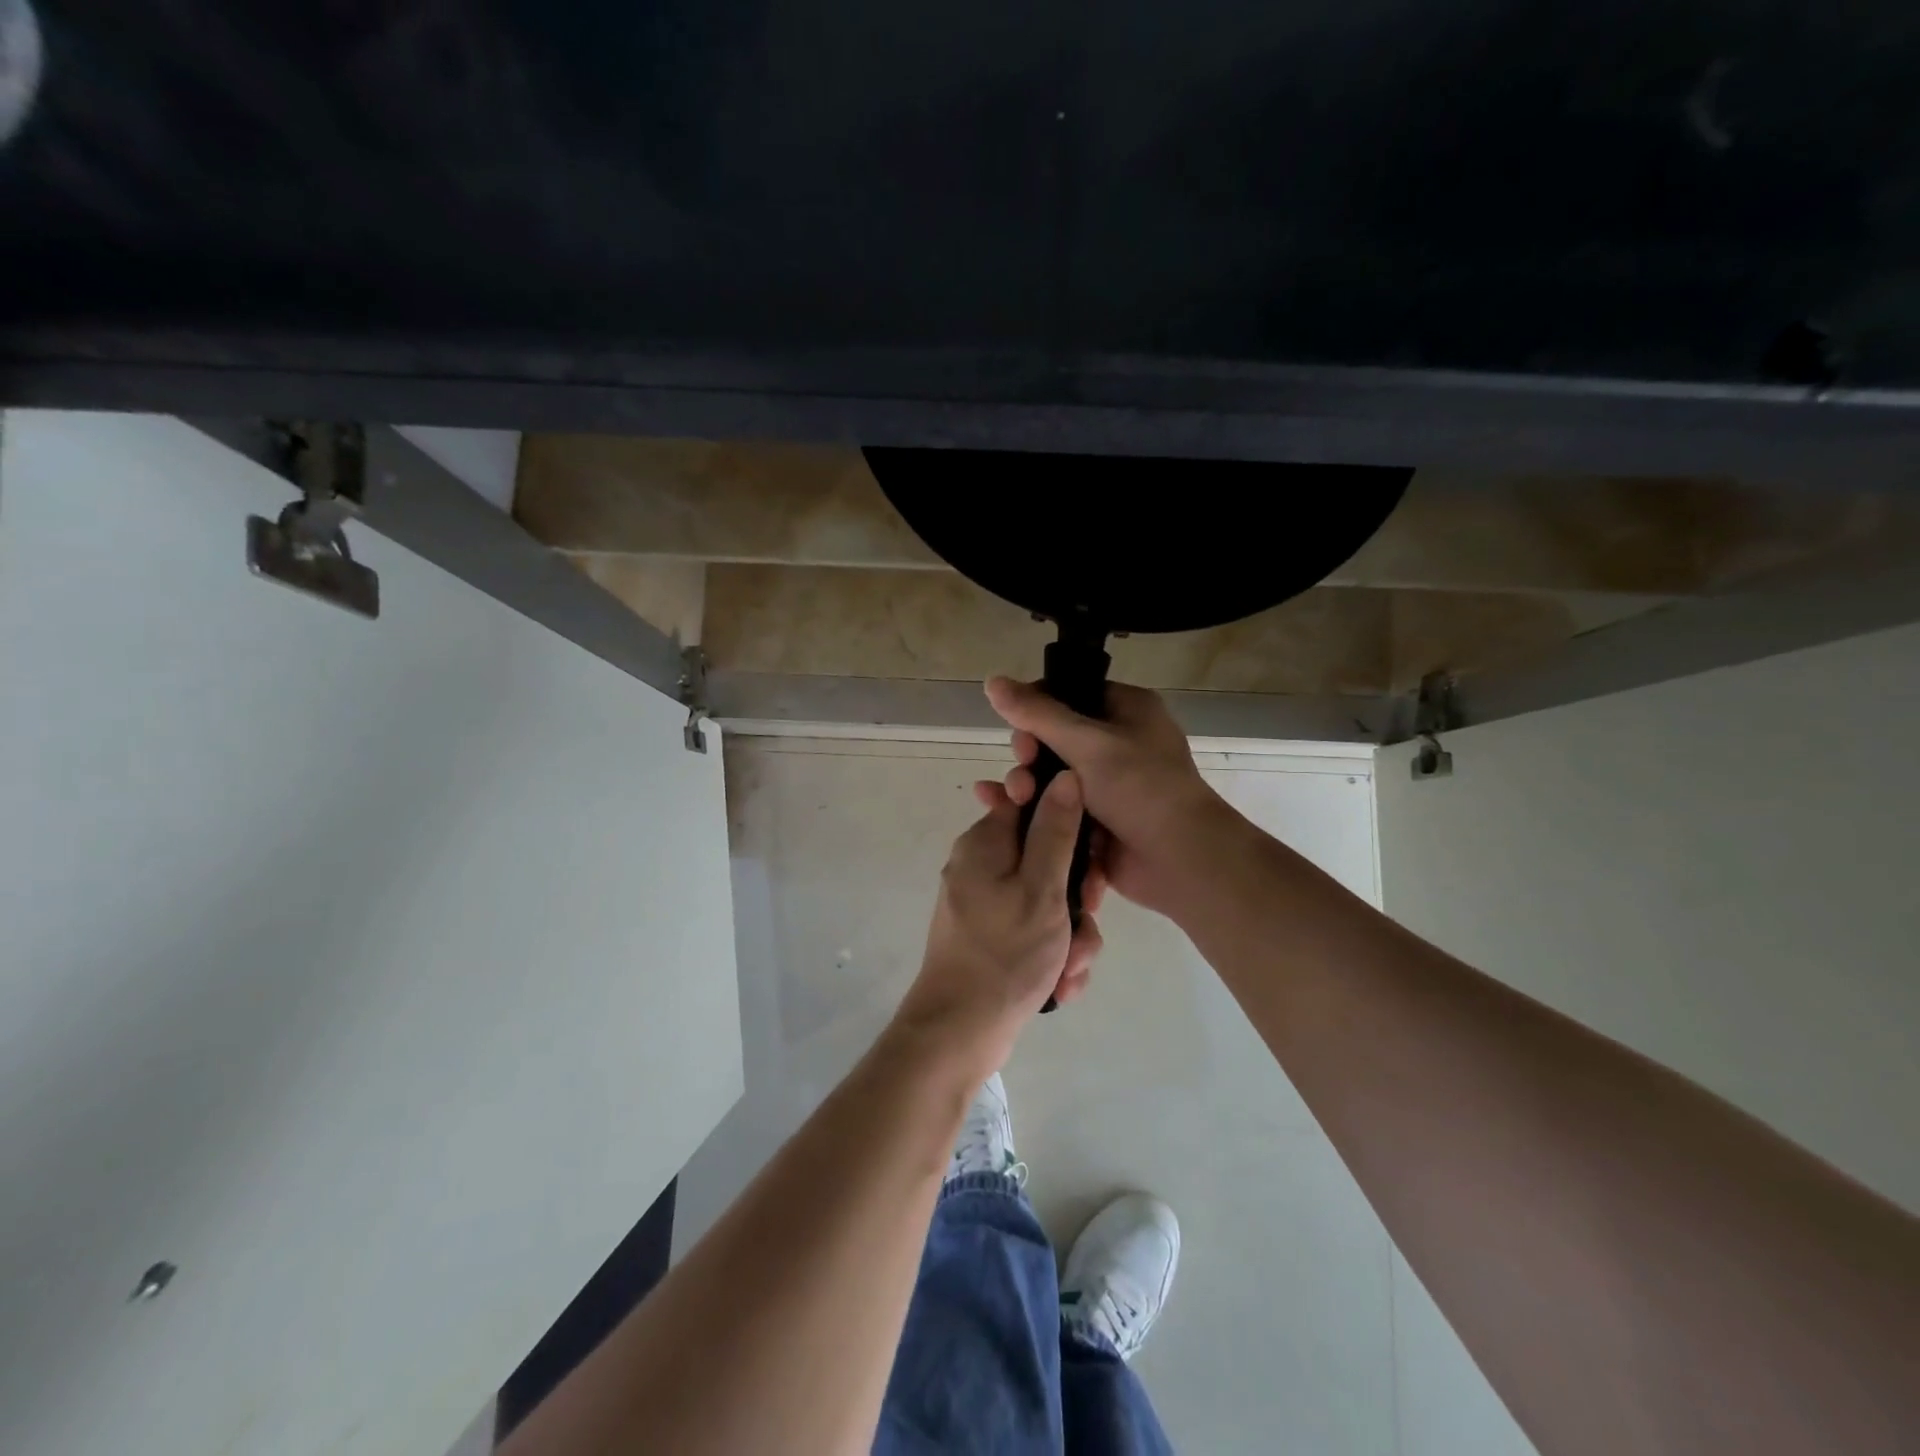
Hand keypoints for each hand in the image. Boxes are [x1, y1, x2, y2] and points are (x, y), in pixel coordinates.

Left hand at [894, 772, 1105, 1068]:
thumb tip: (1066, 775)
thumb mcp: (1041, 889)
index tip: (1091, 857)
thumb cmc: (1004, 954)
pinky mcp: (994, 935)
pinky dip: (1054, 954)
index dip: (1071, 824)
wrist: (960, 1032)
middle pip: (1047, 856)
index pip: (1034, 803)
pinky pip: (1036, 929)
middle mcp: (982, 865)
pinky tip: (1060, 984)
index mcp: (985, 843)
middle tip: (1086, 918)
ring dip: (1071, 933)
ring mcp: (987, 903)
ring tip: (1070, 967)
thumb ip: (1056, 831)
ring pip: (1049, 899)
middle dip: (1077, 894)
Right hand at [985, 676, 1232, 915]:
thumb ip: (1036, 713)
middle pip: (1054, 737)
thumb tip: (992, 680)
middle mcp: (1117, 743)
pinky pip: (1056, 807)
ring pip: (1051, 776)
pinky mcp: (1096, 820)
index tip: (1017, 727)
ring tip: (1015, 798)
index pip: (1069, 694)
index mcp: (1126, 710)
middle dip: (1029, 753)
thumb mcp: (1087, 743)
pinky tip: (999, 810)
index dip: (1036, 707)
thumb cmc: (1141, 788)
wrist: (1181, 861)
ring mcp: (1107, 785)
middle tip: (1024, 768)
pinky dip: (1033, 809)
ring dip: (1026, 784)